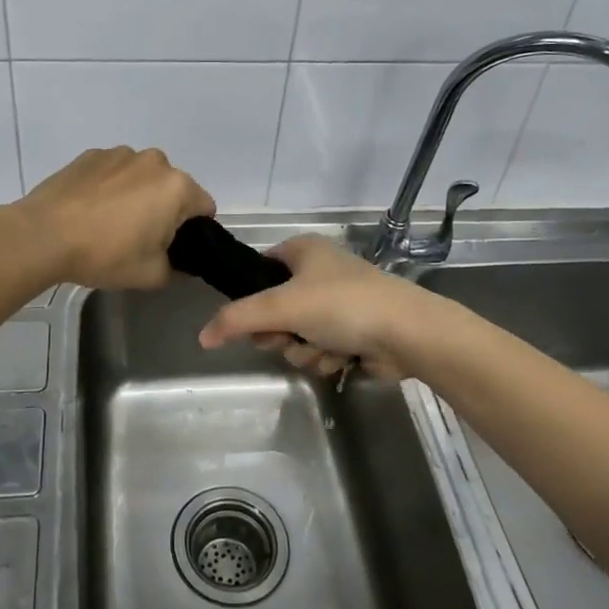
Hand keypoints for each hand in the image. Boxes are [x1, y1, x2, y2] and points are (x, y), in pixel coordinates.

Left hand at [0, 147, 214, 290]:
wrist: (43, 236)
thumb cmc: (104, 254)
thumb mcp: (151, 275)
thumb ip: (177, 269)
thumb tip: (180, 263)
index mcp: (178, 187)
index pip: (204, 208)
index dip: (194, 231)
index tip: (172, 247)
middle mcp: (155, 161)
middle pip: (173, 188)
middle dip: (164, 209)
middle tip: (139, 238)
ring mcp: (120, 153)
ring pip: (142, 177)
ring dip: (136, 194)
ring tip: (109, 222)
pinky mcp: (91, 154)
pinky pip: (114, 171)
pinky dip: (109, 186)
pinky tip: (89, 209)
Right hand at [197, 237, 440, 380]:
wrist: (406, 333)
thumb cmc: (341, 305)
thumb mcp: (281, 306)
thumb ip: (237, 319)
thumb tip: (202, 337)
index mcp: (302, 250)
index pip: (259, 271)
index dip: (251, 299)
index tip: (254, 321)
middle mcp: (319, 272)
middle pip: (275, 310)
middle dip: (281, 333)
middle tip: (288, 337)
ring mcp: (338, 303)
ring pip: (297, 335)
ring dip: (304, 349)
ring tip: (323, 349)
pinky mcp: (354, 332)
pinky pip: (321, 348)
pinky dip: (326, 357)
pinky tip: (342, 358)